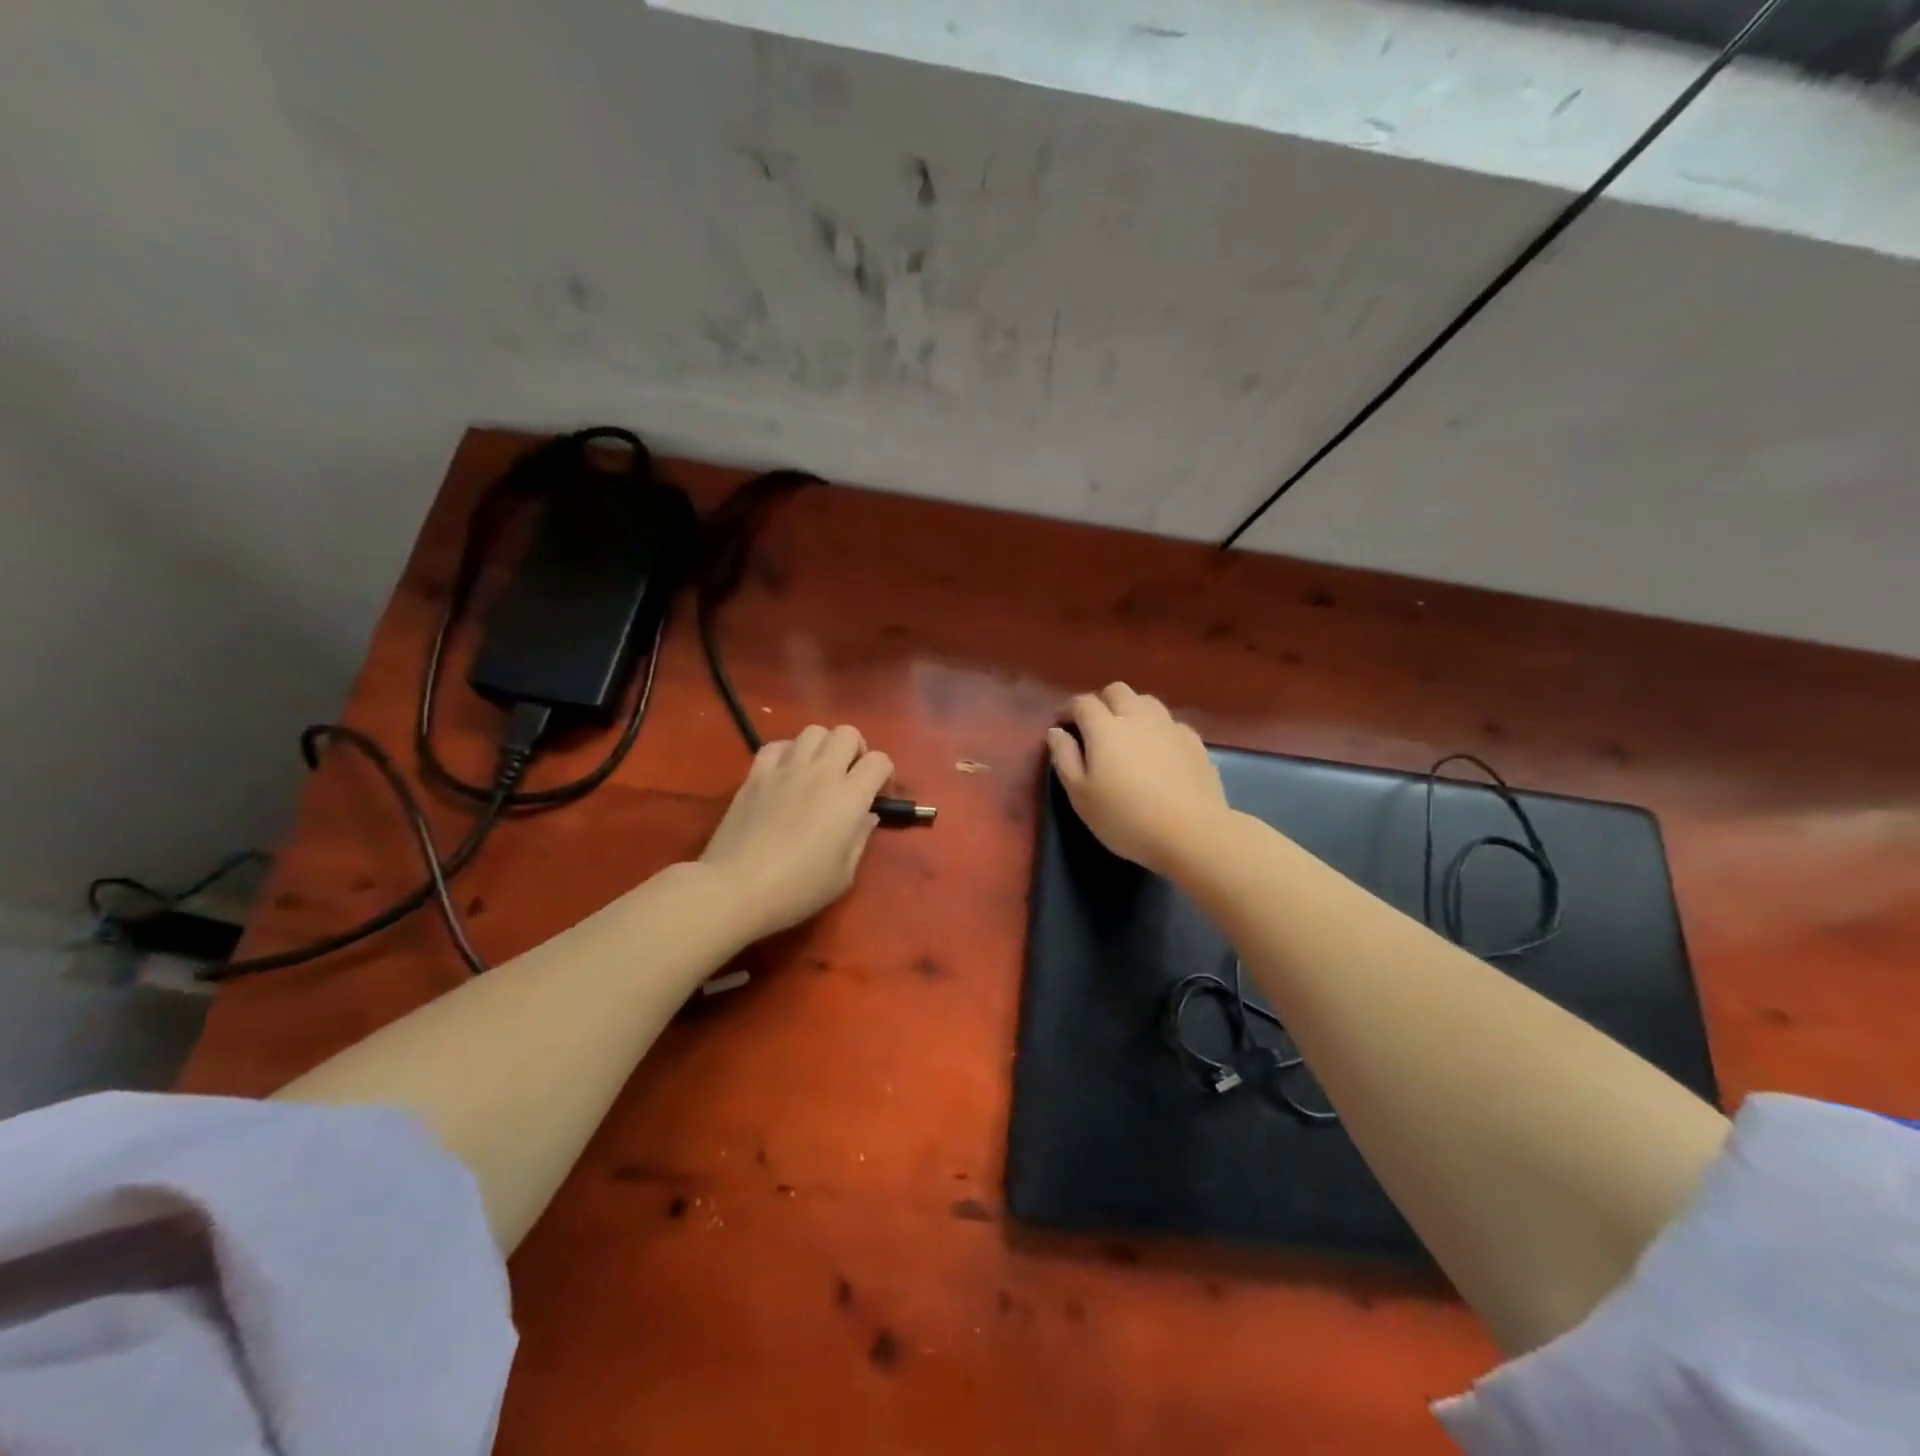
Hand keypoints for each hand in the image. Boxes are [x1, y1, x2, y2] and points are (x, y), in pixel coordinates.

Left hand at [699, 725, 894, 940]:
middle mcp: (821, 772)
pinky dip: (788, 752)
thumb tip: (867, 815)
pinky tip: (786, 773)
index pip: (879, 761)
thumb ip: (860, 838)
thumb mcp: (844, 874)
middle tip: (850, 777)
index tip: (878, 797)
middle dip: (856, 750)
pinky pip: (777, 745)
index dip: (885, 775)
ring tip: (819, 771)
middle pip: (847, 733)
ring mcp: (785, 769)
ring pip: (813, 731)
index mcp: (849, 796)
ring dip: (823, 746)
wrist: (737, 887)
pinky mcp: (756, 774)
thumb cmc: (798, 888)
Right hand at [1046, 683, 1229, 876]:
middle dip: (1101, 702)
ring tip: (1127, 734)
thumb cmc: (1126, 818)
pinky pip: (1170, 722)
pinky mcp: (1194, 742)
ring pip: (1146, 701)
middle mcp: (1137, 717)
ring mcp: (1170, 727)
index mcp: (1105, 728)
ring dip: (1131, 709)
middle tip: (1094, 727)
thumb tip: (1056, 731)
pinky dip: (1157, 728)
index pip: (1083, 703)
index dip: (1069, 709)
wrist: (1192, 833)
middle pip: (1117, 691)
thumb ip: (1065, 758)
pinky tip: (1158, 750)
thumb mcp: (1081, 796)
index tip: (1062, 724)